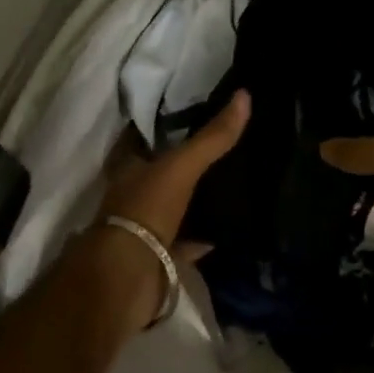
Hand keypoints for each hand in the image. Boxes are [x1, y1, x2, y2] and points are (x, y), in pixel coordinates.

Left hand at [82, 90, 249, 328]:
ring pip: (174, 205)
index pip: (144, 134)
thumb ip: (212, 137)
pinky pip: (186, 241)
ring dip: (195, 198)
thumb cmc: (146, 209)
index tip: (193, 108)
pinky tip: (230, 227)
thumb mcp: (181, 166)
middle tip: (223, 142)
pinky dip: (204, 236)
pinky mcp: (159, 256)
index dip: (163, 121)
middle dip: (185, 160)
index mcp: (128, 166)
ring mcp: (144, 227)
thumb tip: (245, 95)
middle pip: (161, 170)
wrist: (128, 277)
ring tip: (232, 180)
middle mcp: (133, 193)